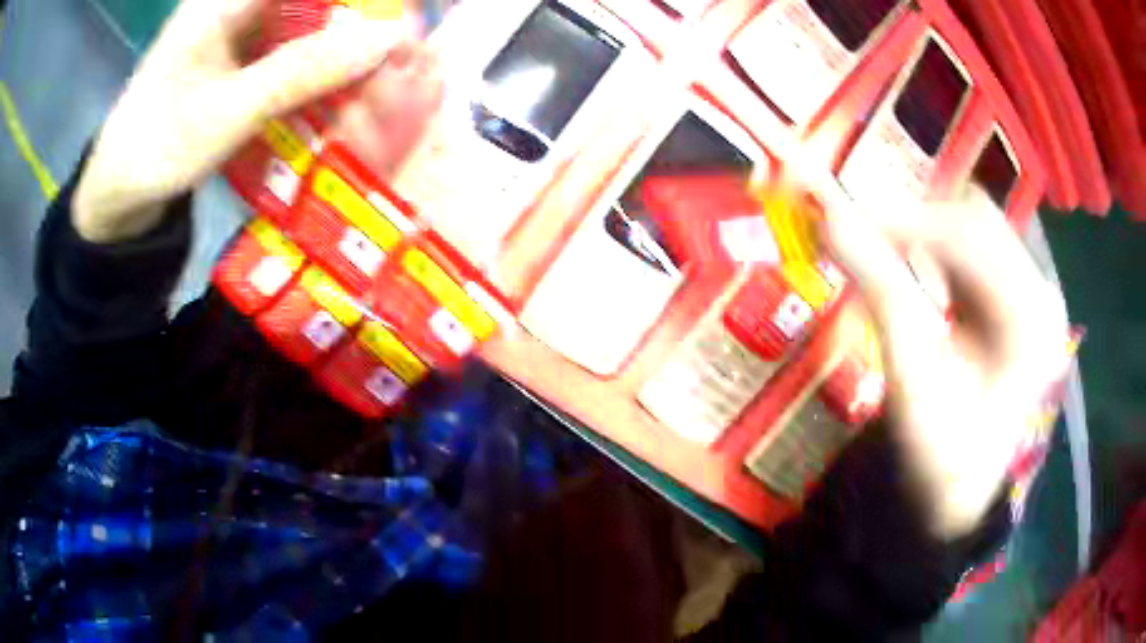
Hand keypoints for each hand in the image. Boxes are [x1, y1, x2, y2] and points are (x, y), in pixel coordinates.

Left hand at [73, 0, 417, 242]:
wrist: (117, 193)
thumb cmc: (157, 148)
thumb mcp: (228, 111)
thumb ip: (303, 71)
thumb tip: (387, 39)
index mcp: (223, 0)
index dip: (356, 0)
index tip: (396, 21)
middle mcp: (234, 4)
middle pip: (309, 3)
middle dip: (353, 24)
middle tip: (392, 56)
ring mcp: (235, 30)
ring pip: (304, 24)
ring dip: (338, 48)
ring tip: (374, 75)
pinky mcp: (236, 57)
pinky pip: (288, 49)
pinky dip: (314, 68)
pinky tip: (334, 89)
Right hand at [825, 187, 1069, 538]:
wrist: (961, 493)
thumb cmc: (942, 451)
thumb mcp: (913, 375)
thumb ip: (879, 288)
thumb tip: (829, 220)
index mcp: (1030, 318)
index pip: (970, 236)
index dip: (906, 217)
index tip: (847, 214)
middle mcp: (1041, 293)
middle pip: (977, 223)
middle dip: (917, 220)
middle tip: (864, 231)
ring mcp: (1033, 295)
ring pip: (976, 232)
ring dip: (927, 233)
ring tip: (885, 249)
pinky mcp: (1019, 301)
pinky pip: (977, 255)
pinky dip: (940, 253)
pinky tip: (916, 268)